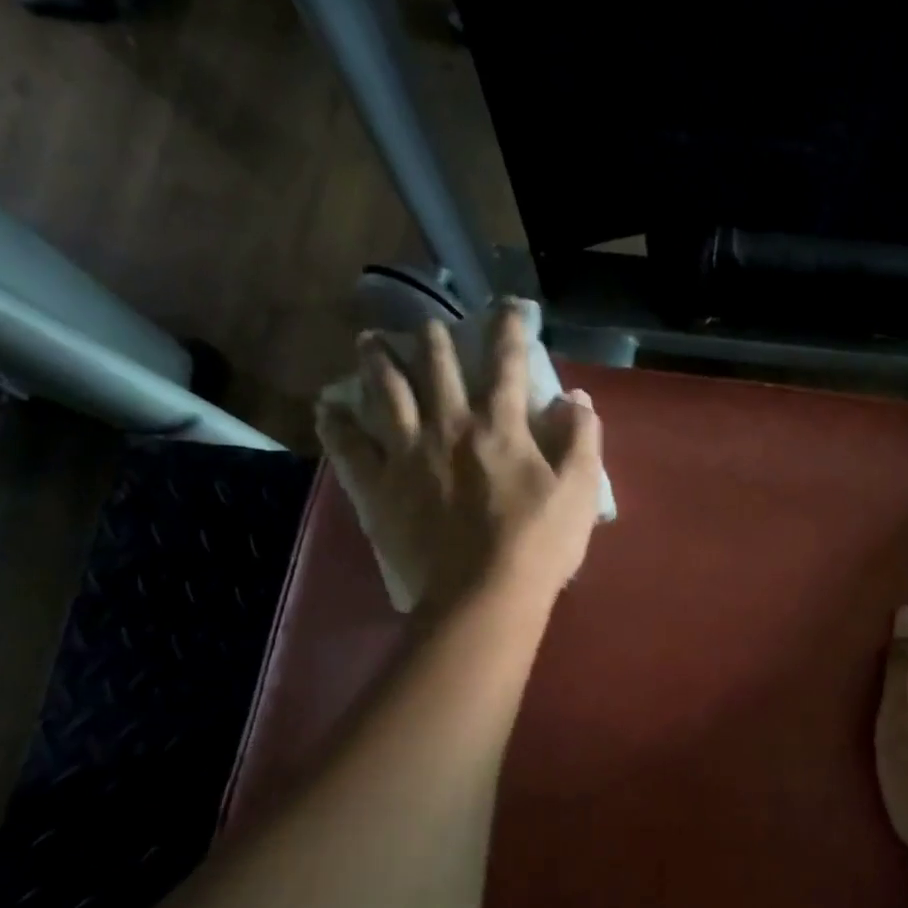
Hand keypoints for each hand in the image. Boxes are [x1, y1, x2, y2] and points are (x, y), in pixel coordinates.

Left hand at [315, 305, 604, 612]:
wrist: (483, 598)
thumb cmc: (538, 545)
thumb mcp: (579, 491)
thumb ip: (580, 438)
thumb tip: (574, 397)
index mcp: (499, 427)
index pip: (506, 366)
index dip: (508, 331)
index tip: (507, 309)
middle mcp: (448, 428)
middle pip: (436, 370)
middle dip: (432, 340)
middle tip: (425, 325)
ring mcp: (407, 456)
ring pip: (386, 395)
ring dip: (378, 363)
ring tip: (368, 342)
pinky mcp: (378, 489)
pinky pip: (349, 449)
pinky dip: (336, 425)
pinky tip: (327, 408)